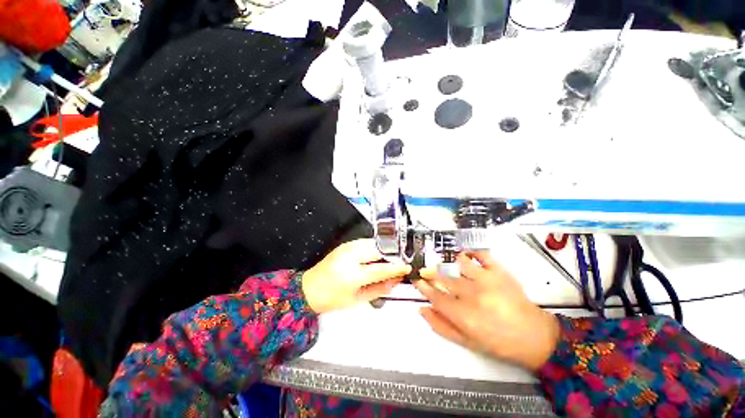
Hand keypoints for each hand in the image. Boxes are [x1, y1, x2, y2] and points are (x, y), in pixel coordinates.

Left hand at [302, 239, 411, 313]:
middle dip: (392, 255)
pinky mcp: (345, 244)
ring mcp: (346, 248)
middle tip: (400, 262)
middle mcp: (350, 257)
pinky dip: (375, 247)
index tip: (407, 267)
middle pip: (378, 250)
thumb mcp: (357, 300)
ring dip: (384, 250)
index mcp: (352, 275)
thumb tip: (396, 280)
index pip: (380, 268)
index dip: (396, 267)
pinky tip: (377, 255)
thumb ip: (379, 289)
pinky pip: (365, 242)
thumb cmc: (332, 299)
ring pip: (373, 243)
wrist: (308, 289)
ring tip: (390, 259)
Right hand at [415, 252, 559, 371]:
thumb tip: (422, 309)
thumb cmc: (498, 342)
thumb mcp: (466, 342)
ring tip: (453, 267)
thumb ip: (441, 325)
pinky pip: (482, 255)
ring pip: (460, 263)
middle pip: (443, 278)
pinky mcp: (499, 272)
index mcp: (462, 314)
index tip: (417, 280)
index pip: (434, 295)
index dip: (423, 286)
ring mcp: (486, 280)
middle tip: (426, 270)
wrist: (533, 336)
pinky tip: (470, 257)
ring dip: (453, 264)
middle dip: (431, 273)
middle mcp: (471, 294)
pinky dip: (474, 253)